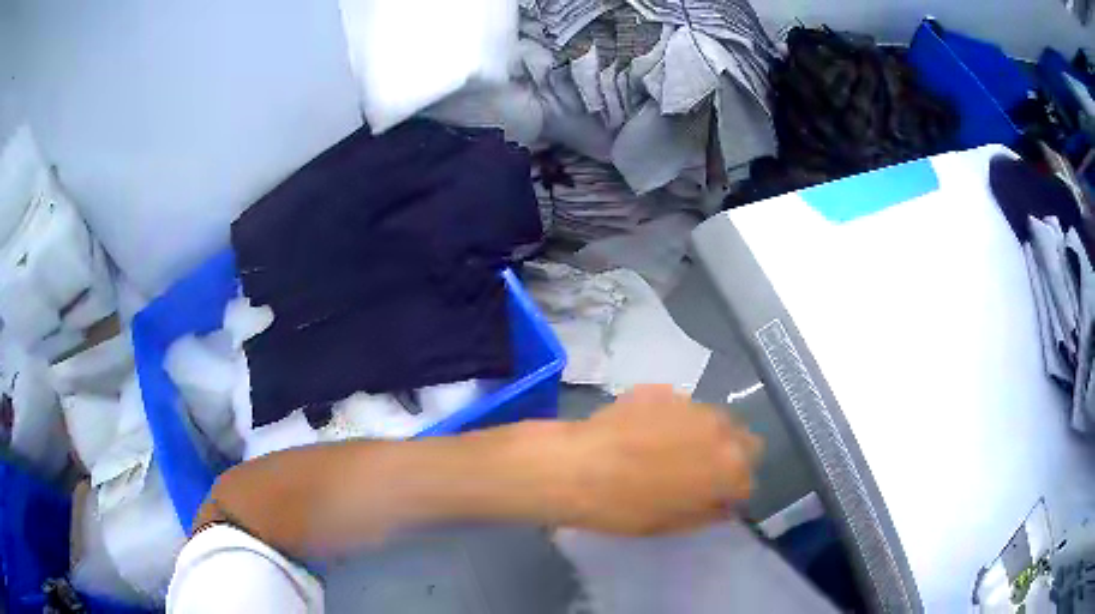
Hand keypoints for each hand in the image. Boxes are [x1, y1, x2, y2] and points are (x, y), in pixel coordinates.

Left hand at [558, 385, 761, 534]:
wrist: (576, 468)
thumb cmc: (626, 508)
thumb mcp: (673, 524)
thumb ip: (709, 513)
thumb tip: (725, 505)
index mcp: (730, 466)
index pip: (748, 480)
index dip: (731, 493)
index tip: (713, 500)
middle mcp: (720, 428)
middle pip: (743, 440)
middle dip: (730, 456)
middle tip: (700, 472)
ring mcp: (691, 403)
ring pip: (714, 419)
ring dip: (704, 435)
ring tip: (670, 449)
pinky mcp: (662, 389)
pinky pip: (681, 407)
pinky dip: (674, 420)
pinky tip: (644, 433)